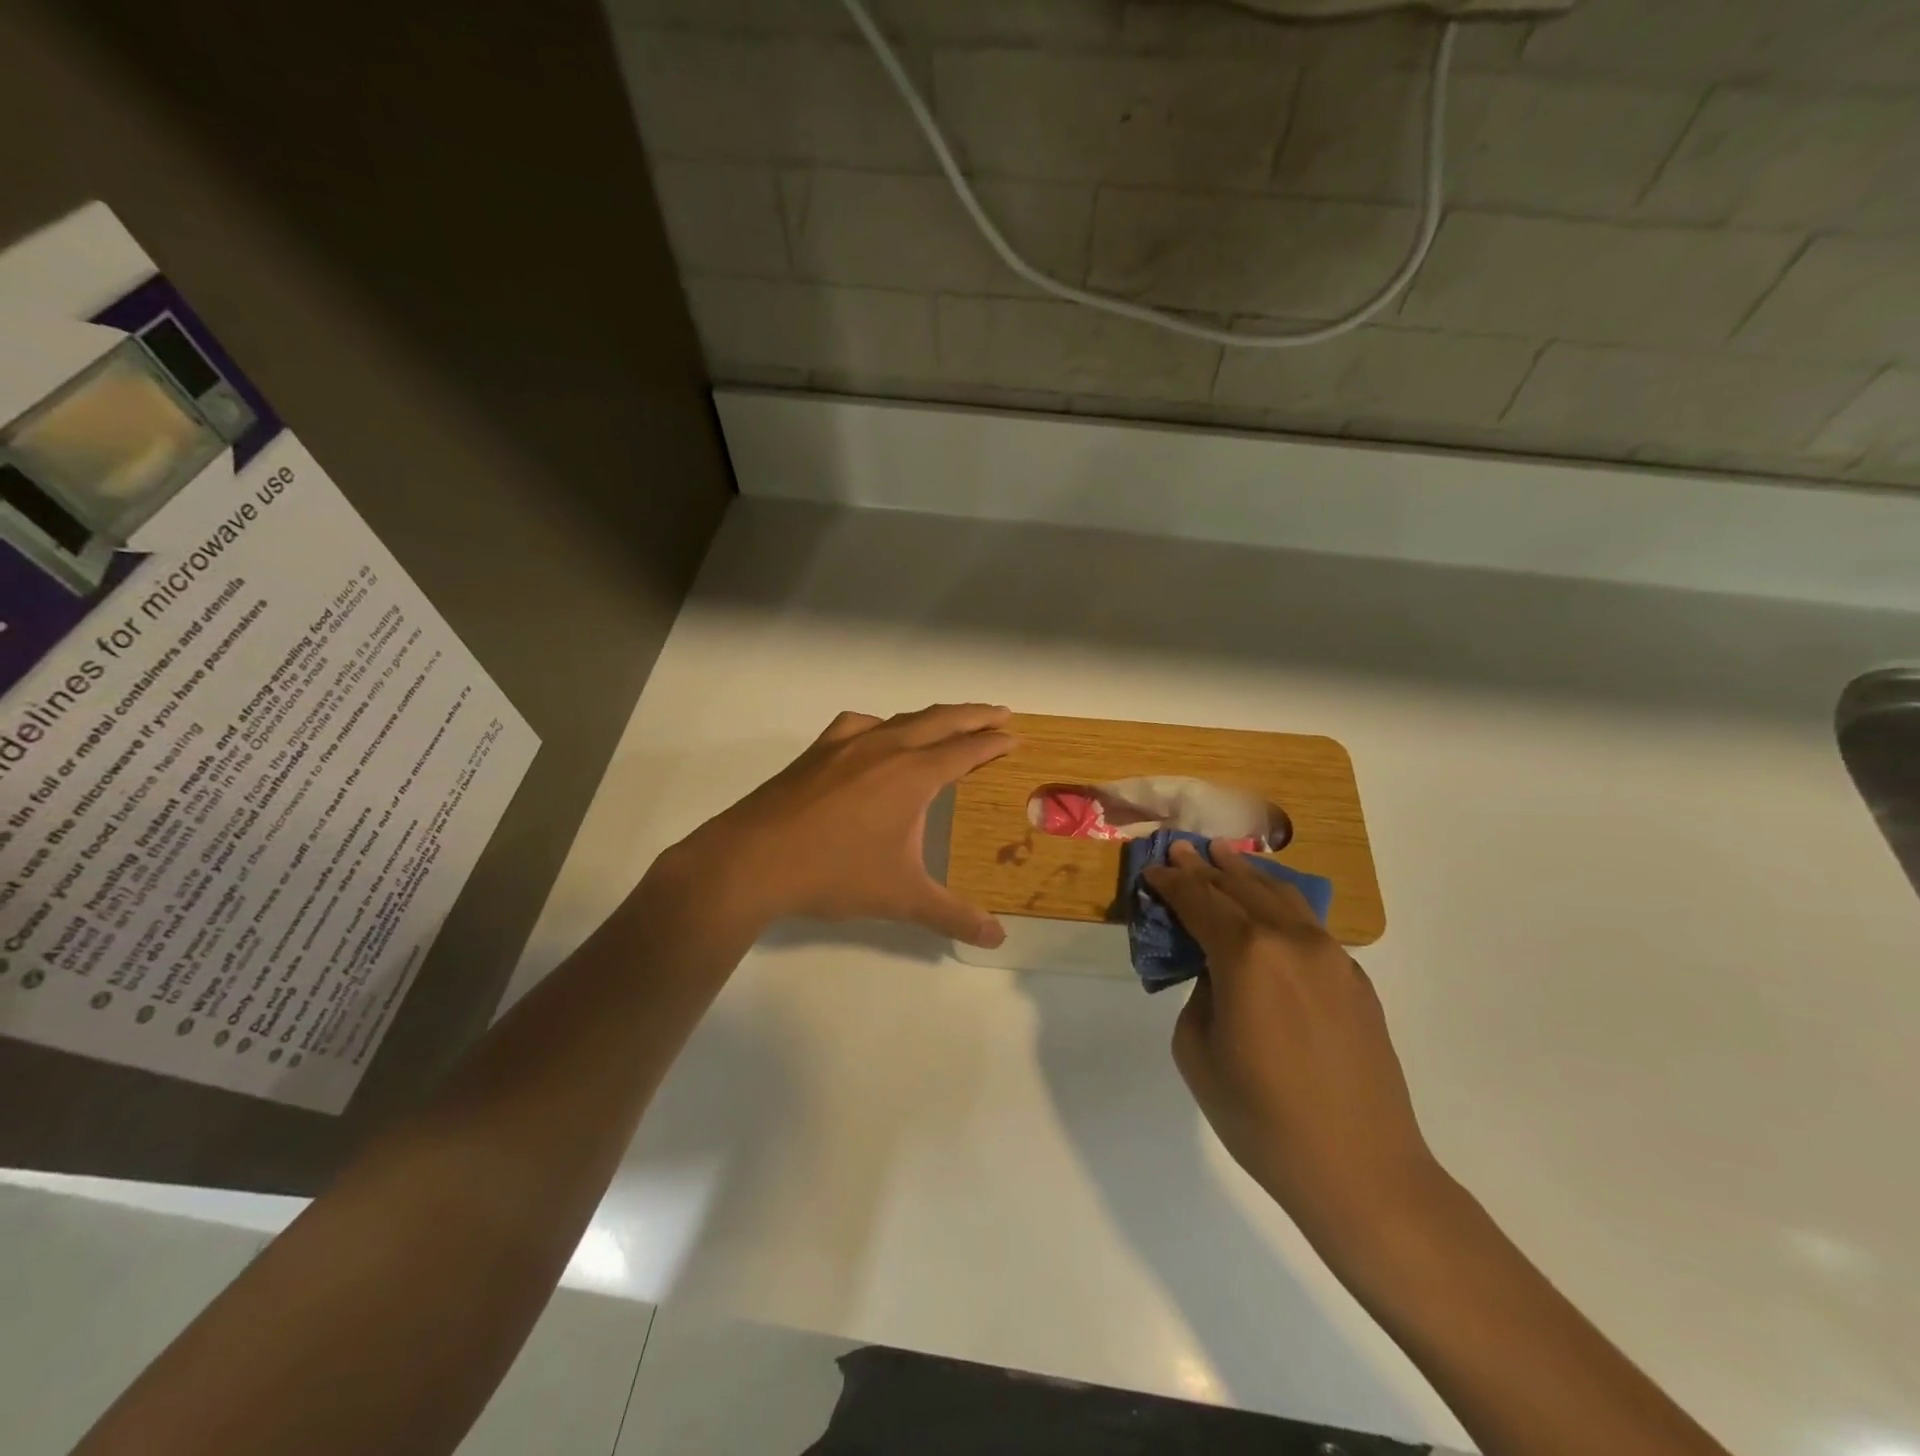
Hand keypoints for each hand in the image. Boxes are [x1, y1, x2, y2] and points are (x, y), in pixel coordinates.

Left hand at [671, 704, 1015, 946]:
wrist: (753, 861)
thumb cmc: (834, 874)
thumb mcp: (901, 898)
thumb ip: (952, 916)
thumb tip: (997, 938)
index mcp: (913, 775)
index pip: (966, 750)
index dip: (993, 742)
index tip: (1014, 736)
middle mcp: (885, 748)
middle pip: (940, 720)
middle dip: (975, 715)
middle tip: (1001, 712)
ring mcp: (847, 745)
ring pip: (902, 718)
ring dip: (933, 717)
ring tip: (949, 723)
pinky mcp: (818, 751)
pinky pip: (860, 725)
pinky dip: (882, 725)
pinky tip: (877, 737)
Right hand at [1144, 839, 1440, 1236]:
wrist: (1361, 1170)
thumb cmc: (1261, 1117)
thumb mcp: (1198, 1051)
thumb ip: (1200, 994)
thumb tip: (1218, 973)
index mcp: (1247, 954)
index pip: (1199, 900)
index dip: (1171, 882)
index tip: (1152, 869)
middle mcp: (1291, 940)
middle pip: (1239, 887)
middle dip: (1205, 867)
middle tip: (1182, 849)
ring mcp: (1331, 956)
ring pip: (1281, 895)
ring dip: (1246, 874)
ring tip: (1224, 856)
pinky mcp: (1355, 978)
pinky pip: (1308, 924)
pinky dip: (1279, 904)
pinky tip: (1268, 905)